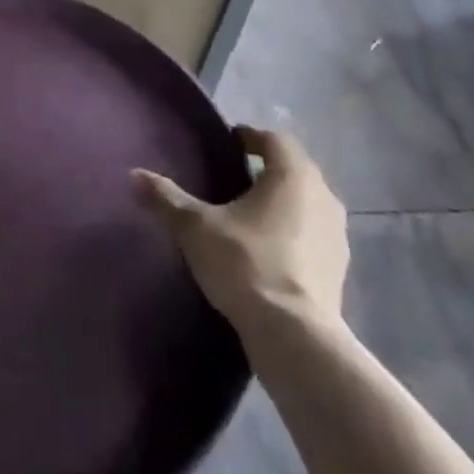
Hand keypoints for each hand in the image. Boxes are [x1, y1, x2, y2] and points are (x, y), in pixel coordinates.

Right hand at [134, 126, 348, 333]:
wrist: (294, 336)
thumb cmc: (245, 264)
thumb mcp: (195, 227)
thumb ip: (166, 198)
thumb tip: (134, 175)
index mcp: (293, 176)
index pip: (275, 140)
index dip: (251, 137)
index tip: (230, 142)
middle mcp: (323, 196)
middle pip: (295, 169)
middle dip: (267, 169)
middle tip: (235, 177)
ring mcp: (337, 235)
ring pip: (307, 203)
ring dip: (283, 202)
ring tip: (249, 214)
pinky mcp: (339, 269)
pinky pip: (313, 234)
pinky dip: (293, 232)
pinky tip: (268, 250)